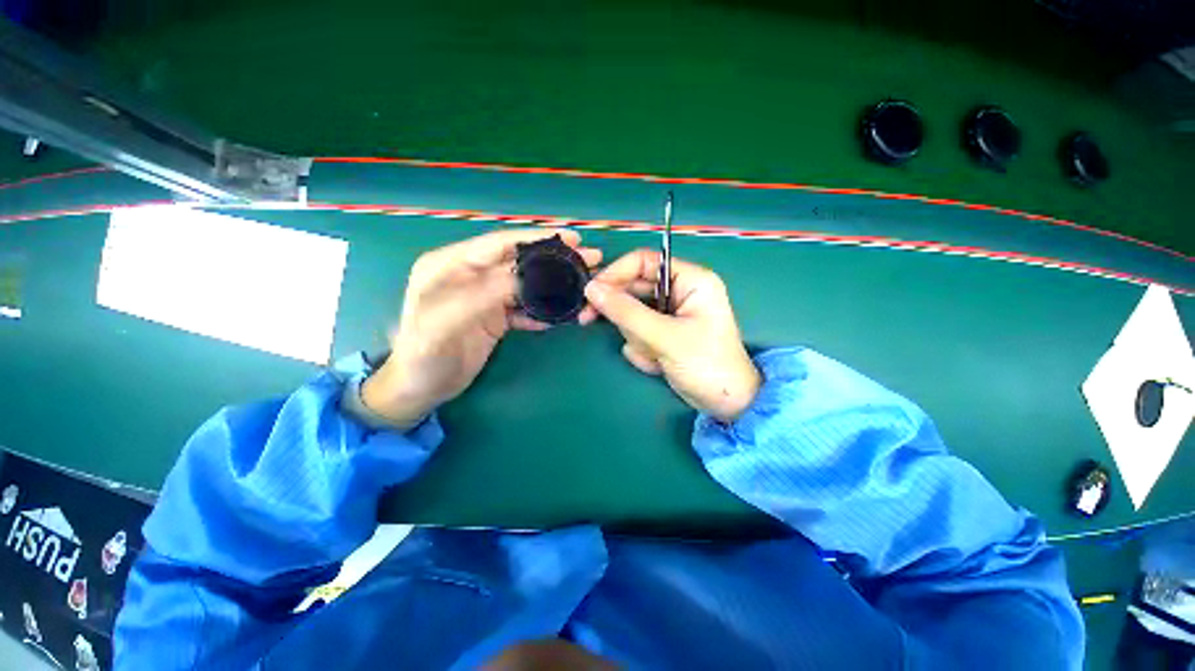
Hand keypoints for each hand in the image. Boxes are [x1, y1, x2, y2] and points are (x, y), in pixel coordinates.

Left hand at [363, 229, 601, 427]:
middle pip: (518, 261)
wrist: (419, 389)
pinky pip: (524, 308)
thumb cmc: (422, 356)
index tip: (569, 238)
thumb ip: (481, 297)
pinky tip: (563, 313)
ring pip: (525, 284)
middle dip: (552, 259)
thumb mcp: (444, 324)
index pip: (497, 244)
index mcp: (450, 265)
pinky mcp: (495, 317)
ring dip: (552, 284)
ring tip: (582, 283)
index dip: (533, 239)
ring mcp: (485, 297)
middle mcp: (470, 276)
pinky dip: (543, 310)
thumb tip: (523, 278)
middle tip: (587, 258)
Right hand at [579, 250, 760, 421]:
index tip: (591, 291)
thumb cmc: (705, 364)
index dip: (615, 273)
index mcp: (690, 280)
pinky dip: (642, 350)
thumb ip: (626, 312)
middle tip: (588, 319)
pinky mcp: (663, 333)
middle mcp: (679, 291)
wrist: (725, 404)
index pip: (644, 262)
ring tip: (654, 356)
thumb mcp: (665, 337)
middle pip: (634, 287)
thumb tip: (591, 289)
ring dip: (636, 338)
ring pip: (632, 314)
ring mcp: (670, 314)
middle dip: (620, 312)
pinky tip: (657, 364)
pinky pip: (638, 332)